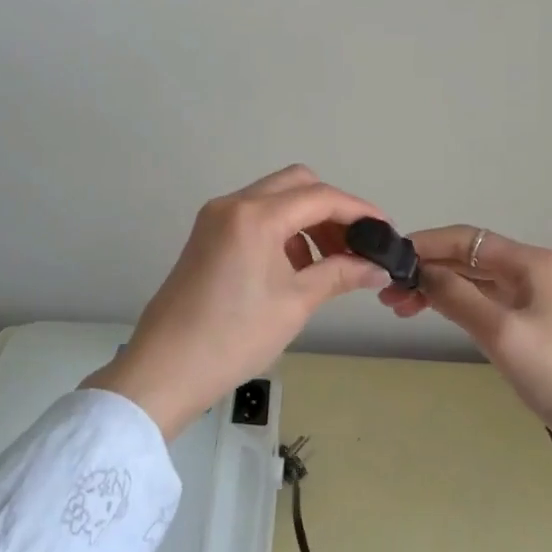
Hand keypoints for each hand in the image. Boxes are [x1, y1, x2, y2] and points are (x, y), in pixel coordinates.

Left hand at [84, 166, 386, 438]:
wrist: (166, 368)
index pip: (320, 196)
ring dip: (306, 219)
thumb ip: (340, 274)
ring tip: (329, 262)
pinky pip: (254, 216)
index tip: (385, 230)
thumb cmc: (234, 337)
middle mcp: (233, 203)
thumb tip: (377, 269)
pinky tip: (295, 266)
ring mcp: (215, 217)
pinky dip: (282, 230)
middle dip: (331, 209)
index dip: (358, 210)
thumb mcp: (295, 303)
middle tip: (355, 245)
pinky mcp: (207, 234)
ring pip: (274, 197)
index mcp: (255, 215)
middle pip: (296, 184)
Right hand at [379, 225, 551, 441]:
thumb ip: (456, 296)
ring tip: (400, 306)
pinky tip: (430, 312)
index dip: (425, 244)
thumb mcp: (501, 332)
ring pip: (471, 280)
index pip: (465, 238)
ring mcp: (529, 297)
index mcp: (529, 262)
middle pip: (466, 256)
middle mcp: (529, 271)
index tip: (390, 260)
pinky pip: (480, 300)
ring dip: (436, 288)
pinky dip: (453, 303)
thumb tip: (418, 271)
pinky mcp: (526, 323)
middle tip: (389, 293)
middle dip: (426, 269)